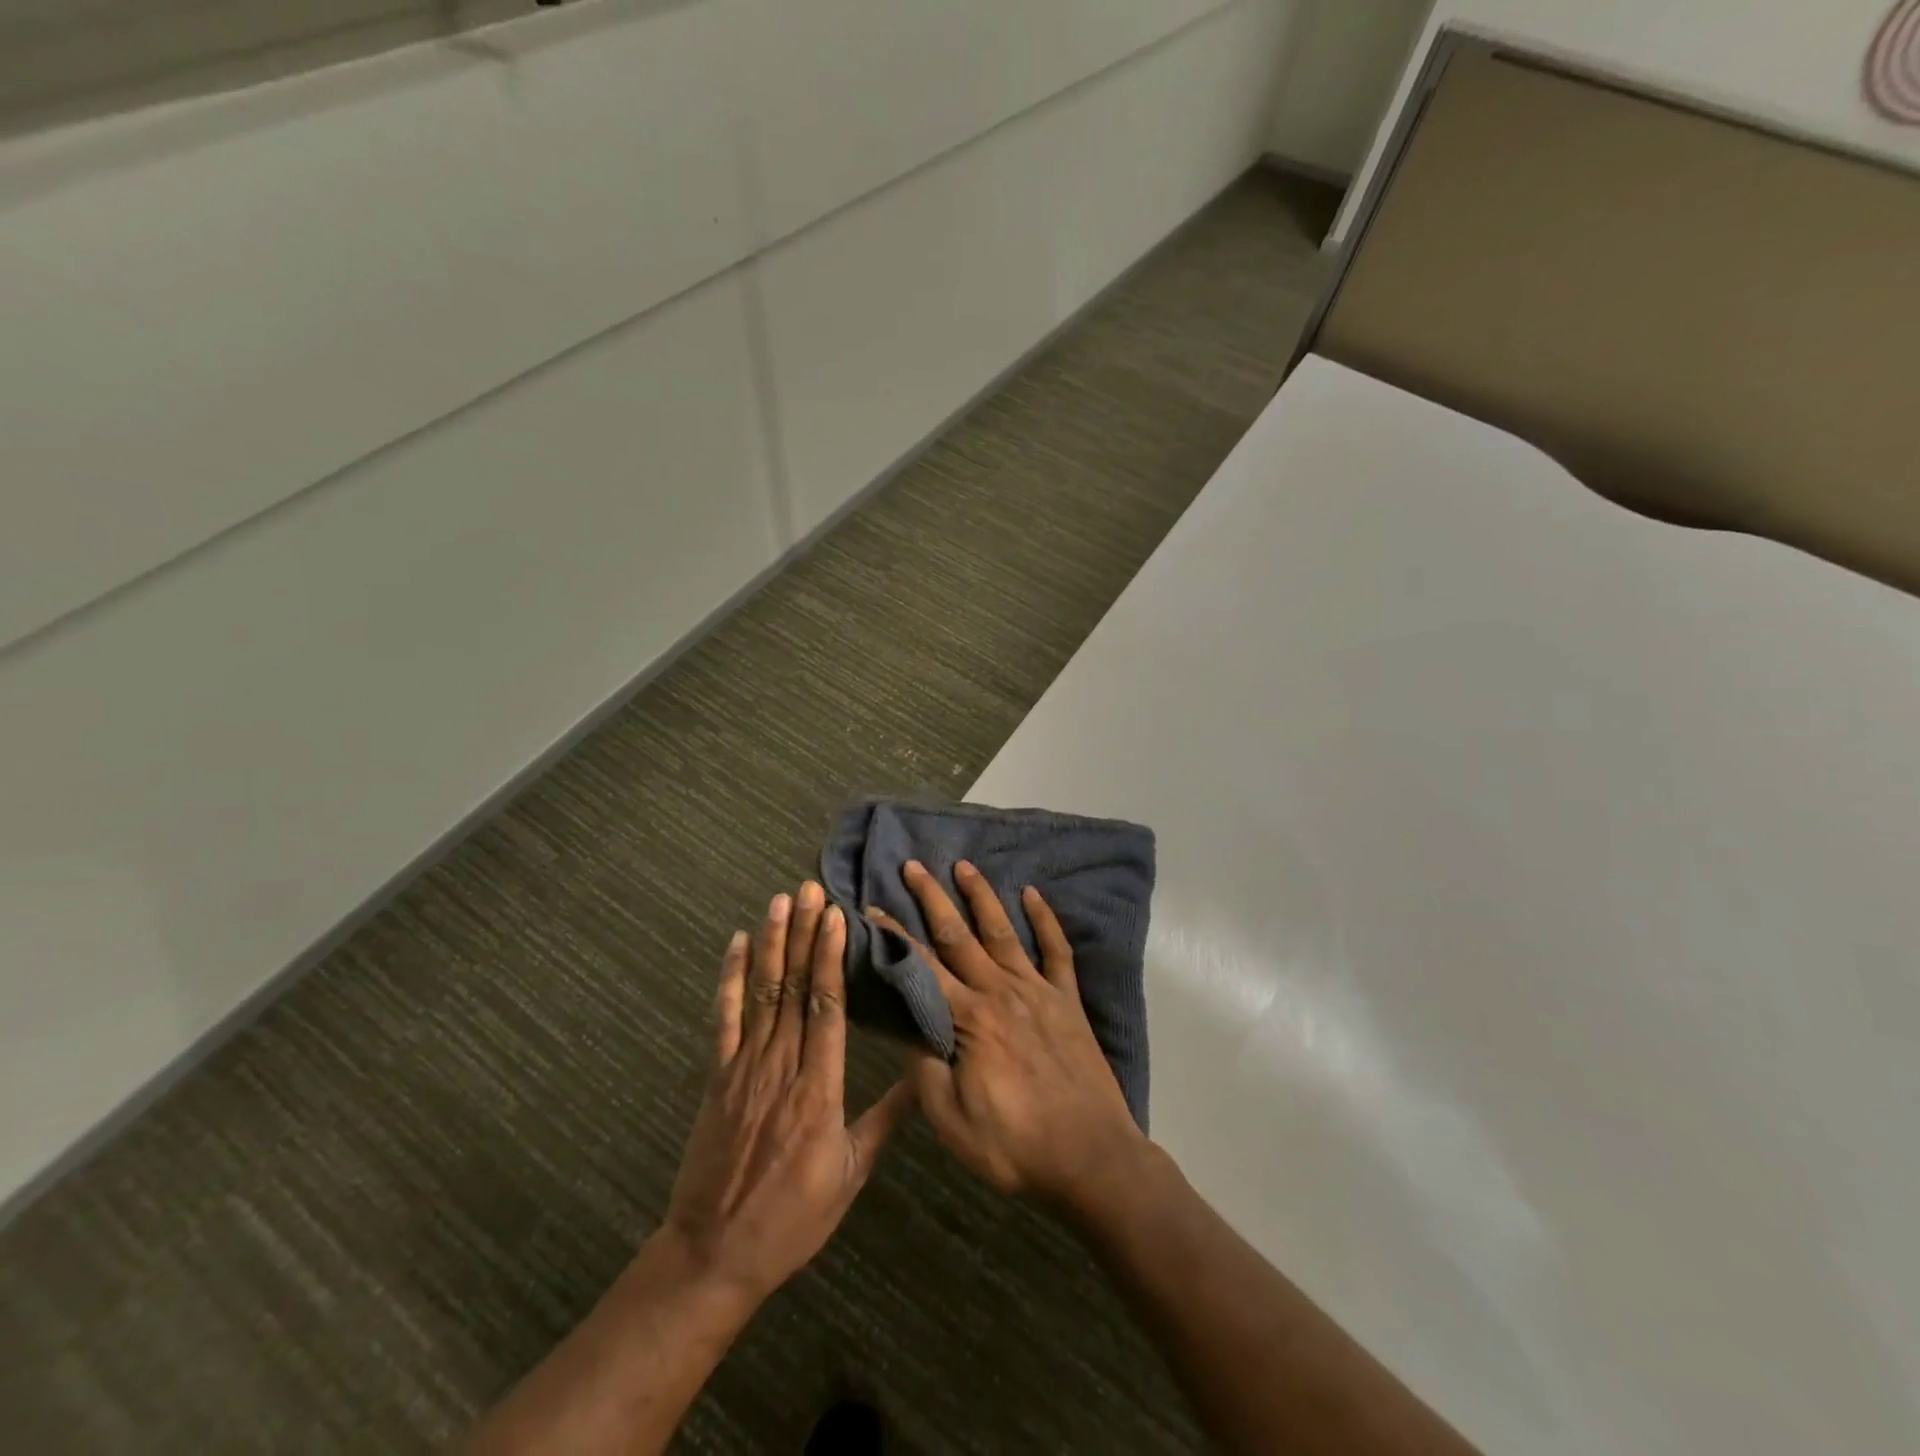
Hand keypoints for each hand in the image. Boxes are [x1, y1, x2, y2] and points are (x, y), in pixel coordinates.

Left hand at [658, 883, 914, 1302]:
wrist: (715, 1253)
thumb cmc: (793, 1218)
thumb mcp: (850, 1174)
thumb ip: (885, 1120)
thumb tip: (921, 1078)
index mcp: (819, 1088)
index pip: (828, 1008)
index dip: (831, 958)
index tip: (838, 918)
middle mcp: (782, 1066)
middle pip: (796, 988)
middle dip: (805, 934)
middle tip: (811, 890)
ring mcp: (744, 1067)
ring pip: (763, 993)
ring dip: (773, 944)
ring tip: (781, 901)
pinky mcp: (718, 1076)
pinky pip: (724, 1019)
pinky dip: (731, 979)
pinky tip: (738, 944)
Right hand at [871, 860, 1144, 1207]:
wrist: (1091, 1157)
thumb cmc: (1014, 1144)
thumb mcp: (951, 1118)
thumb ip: (924, 1067)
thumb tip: (906, 1023)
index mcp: (968, 1019)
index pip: (921, 966)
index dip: (894, 936)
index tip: (873, 907)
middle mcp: (1000, 991)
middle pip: (958, 935)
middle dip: (932, 898)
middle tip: (913, 866)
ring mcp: (1038, 991)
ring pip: (1003, 931)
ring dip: (981, 896)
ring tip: (963, 866)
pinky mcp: (1067, 1000)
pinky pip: (1057, 950)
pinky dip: (1046, 920)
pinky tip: (1034, 894)